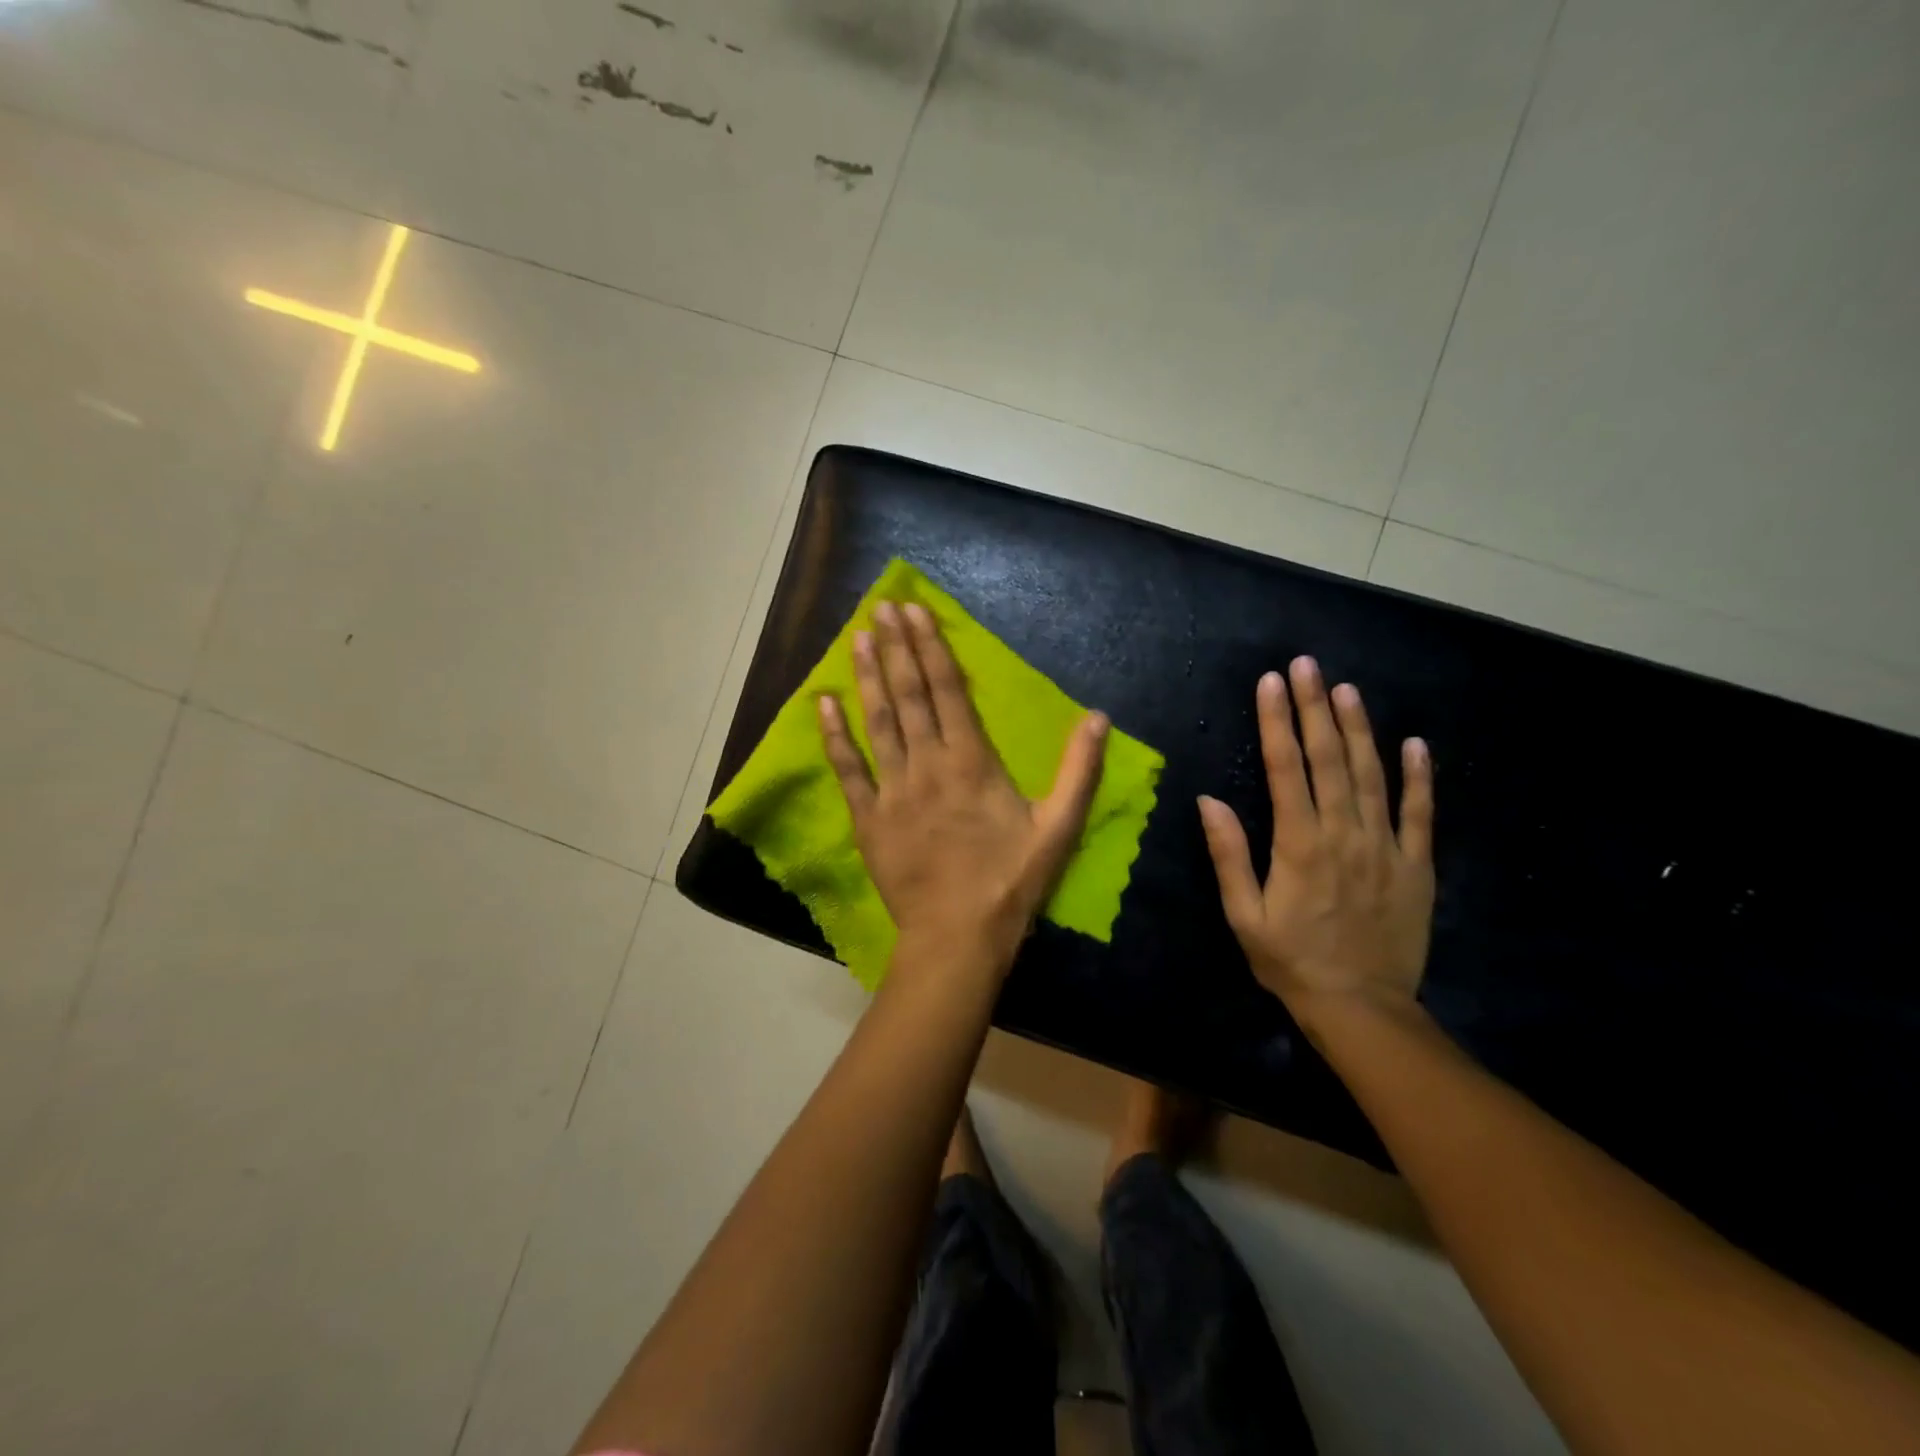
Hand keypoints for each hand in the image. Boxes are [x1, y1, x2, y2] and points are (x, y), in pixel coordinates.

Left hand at [818, 600, 1108, 965]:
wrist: (958, 936)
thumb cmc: (1010, 882)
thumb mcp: (1058, 827)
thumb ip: (1079, 770)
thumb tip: (1098, 717)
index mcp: (971, 761)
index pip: (946, 690)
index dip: (930, 647)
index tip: (914, 612)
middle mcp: (927, 764)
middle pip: (908, 695)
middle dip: (895, 647)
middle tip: (880, 608)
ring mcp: (892, 790)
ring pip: (877, 723)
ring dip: (867, 678)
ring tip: (856, 638)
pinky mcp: (867, 819)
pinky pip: (847, 770)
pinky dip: (834, 736)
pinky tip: (823, 704)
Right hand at [1198, 656, 1434, 1015]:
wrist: (1361, 1007)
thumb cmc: (1290, 961)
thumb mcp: (1244, 915)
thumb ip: (1229, 855)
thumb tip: (1209, 801)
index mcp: (1298, 844)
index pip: (1286, 769)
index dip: (1276, 722)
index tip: (1271, 682)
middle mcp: (1344, 834)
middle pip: (1329, 758)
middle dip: (1315, 707)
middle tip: (1306, 665)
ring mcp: (1386, 847)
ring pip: (1372, 774)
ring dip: (1359, 728)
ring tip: (1346, 689)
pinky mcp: (1417, 865)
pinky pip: (1420, 812)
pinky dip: (1419, 776)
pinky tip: (1415, 743)